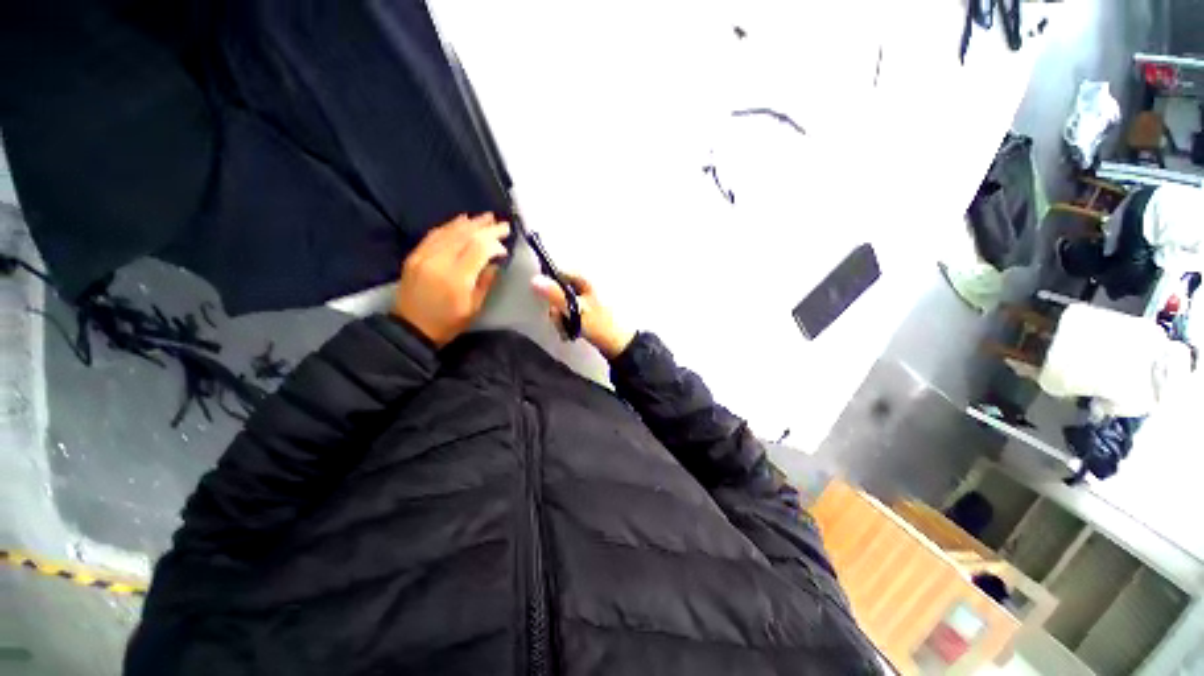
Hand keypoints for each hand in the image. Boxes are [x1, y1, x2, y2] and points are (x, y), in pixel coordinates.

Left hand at [394, 213, 509, 346]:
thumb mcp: (474, 307)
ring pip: (449, 231)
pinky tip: (461, 221)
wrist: (410, 328)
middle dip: (486, 228)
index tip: (505, 246)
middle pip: (465, 236)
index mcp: (456, 278)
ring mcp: (423, 256)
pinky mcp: (415, 255)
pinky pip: (434, 234)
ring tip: (486, 217)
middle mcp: (438, 261)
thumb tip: (495, 261)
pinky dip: (450, 225)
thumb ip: (486, 281)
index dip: (494, 242)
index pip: (478, 248)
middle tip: (502, 224)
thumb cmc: (448, 322)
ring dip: (470, 223)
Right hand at [532, 272, 634, 359]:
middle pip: (559, 289)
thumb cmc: (600, 325)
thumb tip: (534, 279)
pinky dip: (569, 321)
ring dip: (562, 317)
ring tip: (568, 330)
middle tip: (562, 322)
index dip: (550, 288)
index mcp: (585, 279)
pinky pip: (571, 311)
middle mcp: (586, 284)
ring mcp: (588, 297)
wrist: (620, 345)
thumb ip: (555, 295)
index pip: (558, 273)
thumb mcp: (575, 309)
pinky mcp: (589, 309)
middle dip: (557, 308)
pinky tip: (572, 331)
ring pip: (564, 302)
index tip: (551, 305)